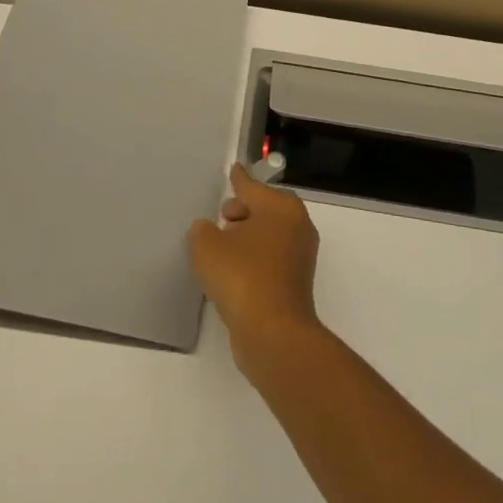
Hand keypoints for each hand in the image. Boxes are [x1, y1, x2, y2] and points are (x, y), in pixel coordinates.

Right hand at [188, 163, 322, 378]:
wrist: (273, 332)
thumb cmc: (242, 276)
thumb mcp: (207, 246)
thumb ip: (202, 231)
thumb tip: (207, 230)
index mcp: (281, 208)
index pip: (253, 187)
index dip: (239, 179)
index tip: (234, 169)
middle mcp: (297, 227)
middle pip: (265, 209)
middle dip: (242, 210)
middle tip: (222, 216)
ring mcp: (300, 257)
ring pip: (268, 235)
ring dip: (246, 237)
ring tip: (219, 246)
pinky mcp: (295, 284)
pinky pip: (269, 259)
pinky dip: (252, 259)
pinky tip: (230, 271)